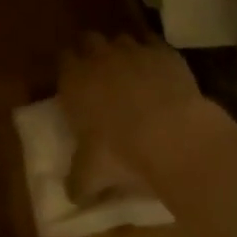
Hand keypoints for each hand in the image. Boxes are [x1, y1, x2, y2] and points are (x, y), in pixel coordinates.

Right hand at [56, 33, 208, 167]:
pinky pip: (154, 45)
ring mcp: (134, 50)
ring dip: (122, 52)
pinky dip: (153, 55)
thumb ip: (77, 181)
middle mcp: (100, 57)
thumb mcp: (91, 174)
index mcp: (75, 80)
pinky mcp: (165, 52)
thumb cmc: (121, 152)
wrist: (173, 135)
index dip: (68, 69)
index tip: (73, 83)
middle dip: (91, 52)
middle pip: (88, 40)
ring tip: (131, 73)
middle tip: (99, 74)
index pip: (62, 60)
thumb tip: (71, 196)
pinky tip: (160, 73)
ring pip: (121, 39)